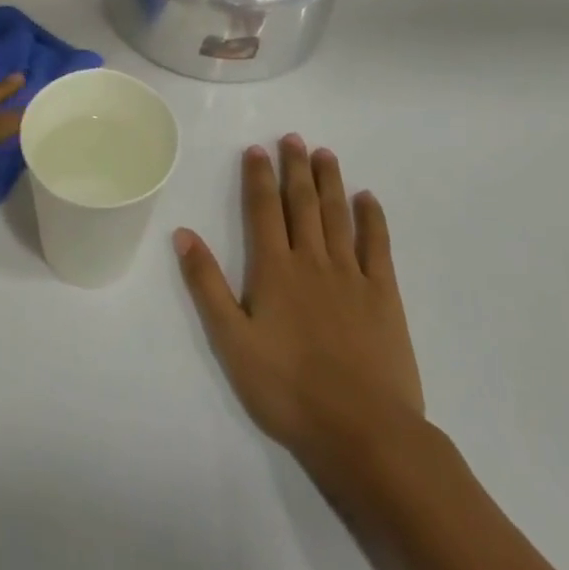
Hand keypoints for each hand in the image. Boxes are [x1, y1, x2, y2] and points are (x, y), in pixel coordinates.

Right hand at [174, 135, 425, 466]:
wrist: (363, 431)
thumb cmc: (288, 389)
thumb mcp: (231, 341)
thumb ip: (207, 284)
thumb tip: (183, 233)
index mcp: (275, 269)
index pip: (264, 209)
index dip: (259, 177)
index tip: (257, 149)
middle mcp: (313, 260)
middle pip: (303, 203)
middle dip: (296, 168)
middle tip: (293, 138)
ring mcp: (352, 276)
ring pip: (339, 216)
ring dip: (330, 182)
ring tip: (325, 154)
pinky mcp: (385, 296)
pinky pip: (378, 246)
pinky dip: (373, 219)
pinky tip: (368, 199)